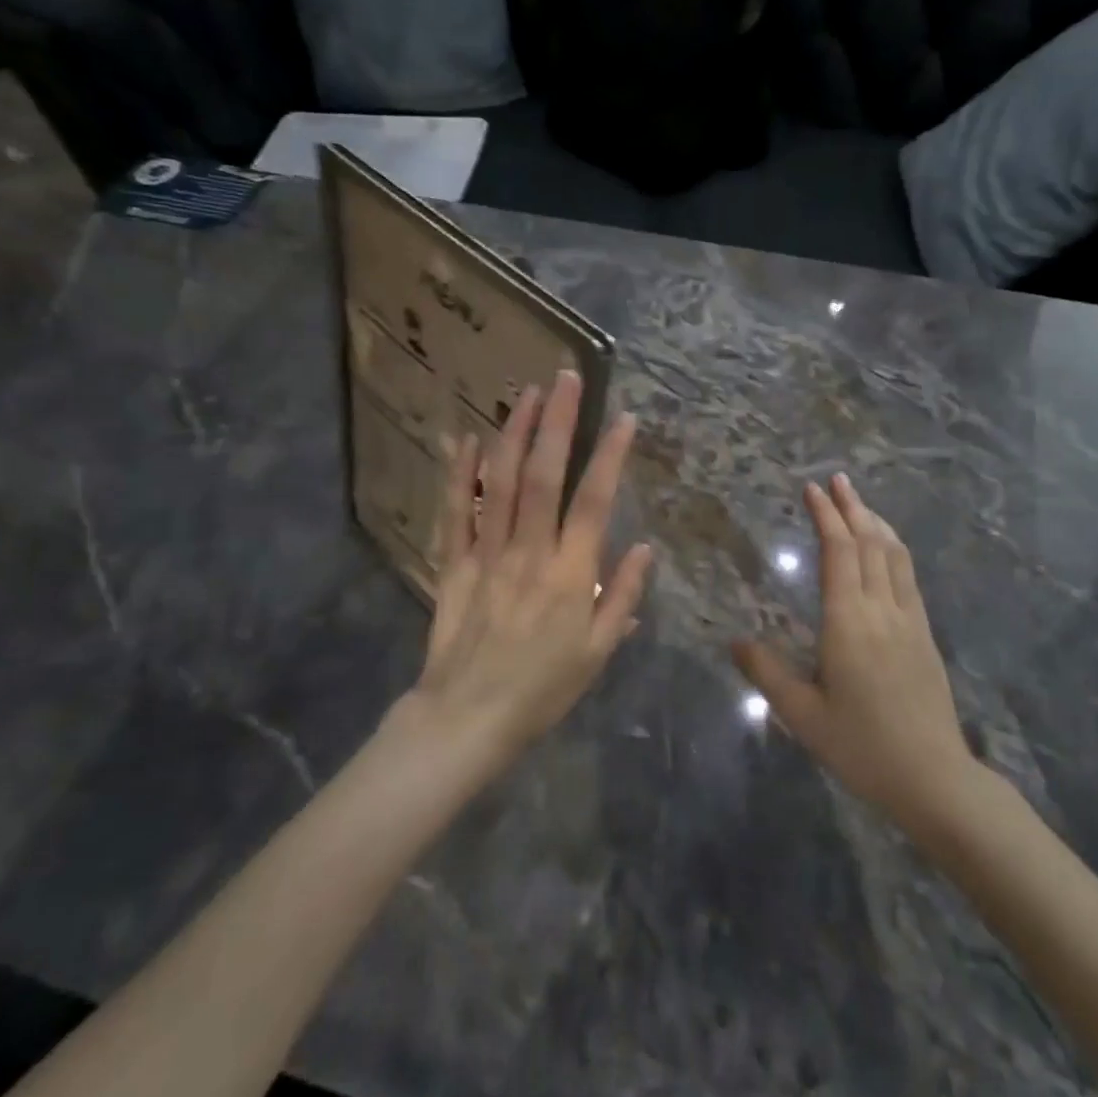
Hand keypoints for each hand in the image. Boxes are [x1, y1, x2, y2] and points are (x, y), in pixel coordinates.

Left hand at [407, 370, 652, 763]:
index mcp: (570, 574)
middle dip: (556, 422)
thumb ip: (621, 596)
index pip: (595, 501)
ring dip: (512, 433)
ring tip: (525, 393)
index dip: (610, 455)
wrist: (468, 718)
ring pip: (499, 482)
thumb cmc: (542, 688)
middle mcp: (529, 552)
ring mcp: (487, 554)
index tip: (624, 417)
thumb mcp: (598, 653)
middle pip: (543, 476)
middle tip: (564, 378)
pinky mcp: (454, 563)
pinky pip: (456, 511)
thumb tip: (644, 547)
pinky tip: (466, 438)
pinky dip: (460, 473)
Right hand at [734, 475, 977, 834]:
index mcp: (848, 622)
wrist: (933, 778)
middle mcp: (881, 610)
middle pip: (869, 543)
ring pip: (895, 555)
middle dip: (851, 507)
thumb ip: (767, 673)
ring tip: (859, 502)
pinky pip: (909, 576)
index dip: (826, 517)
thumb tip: (735, 642)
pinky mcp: (925, 634)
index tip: (812, 489)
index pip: (839, 553)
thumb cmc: (861, 747)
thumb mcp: (802, 716)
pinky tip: (888, 549)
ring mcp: (909, 620)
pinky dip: (895, 549)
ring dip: (876, 522)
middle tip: (836, 478)